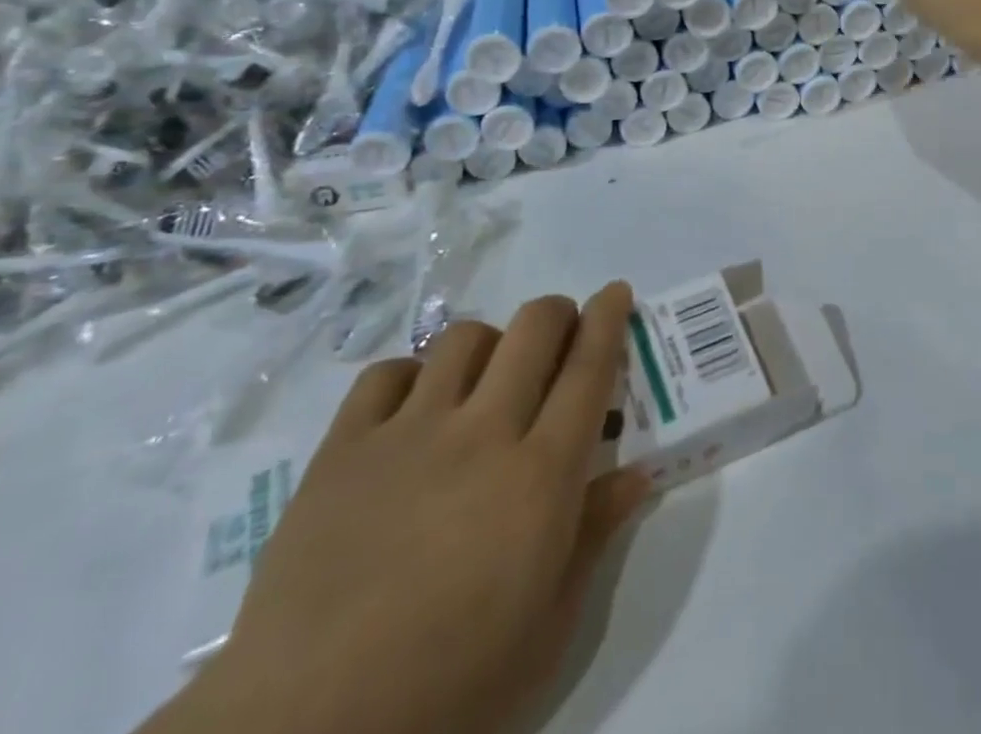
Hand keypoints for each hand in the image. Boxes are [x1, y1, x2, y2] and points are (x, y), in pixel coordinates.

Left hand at [148, 286, 648, 733]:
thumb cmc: (450, 690)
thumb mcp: (547, 630)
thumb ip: (594, 537)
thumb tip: (636, 474)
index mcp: (540, 476)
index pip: (589, 369)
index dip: (608, 319)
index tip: (616, 291)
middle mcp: (483, 433)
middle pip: (533, 329)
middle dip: (556, 314)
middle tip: (558, 337)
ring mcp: (409, 433)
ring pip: (463, 338)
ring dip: (489, 345)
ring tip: (484, 379)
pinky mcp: (344, 449)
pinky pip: (386, 374)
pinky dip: (411, 376)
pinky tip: (412, 410)